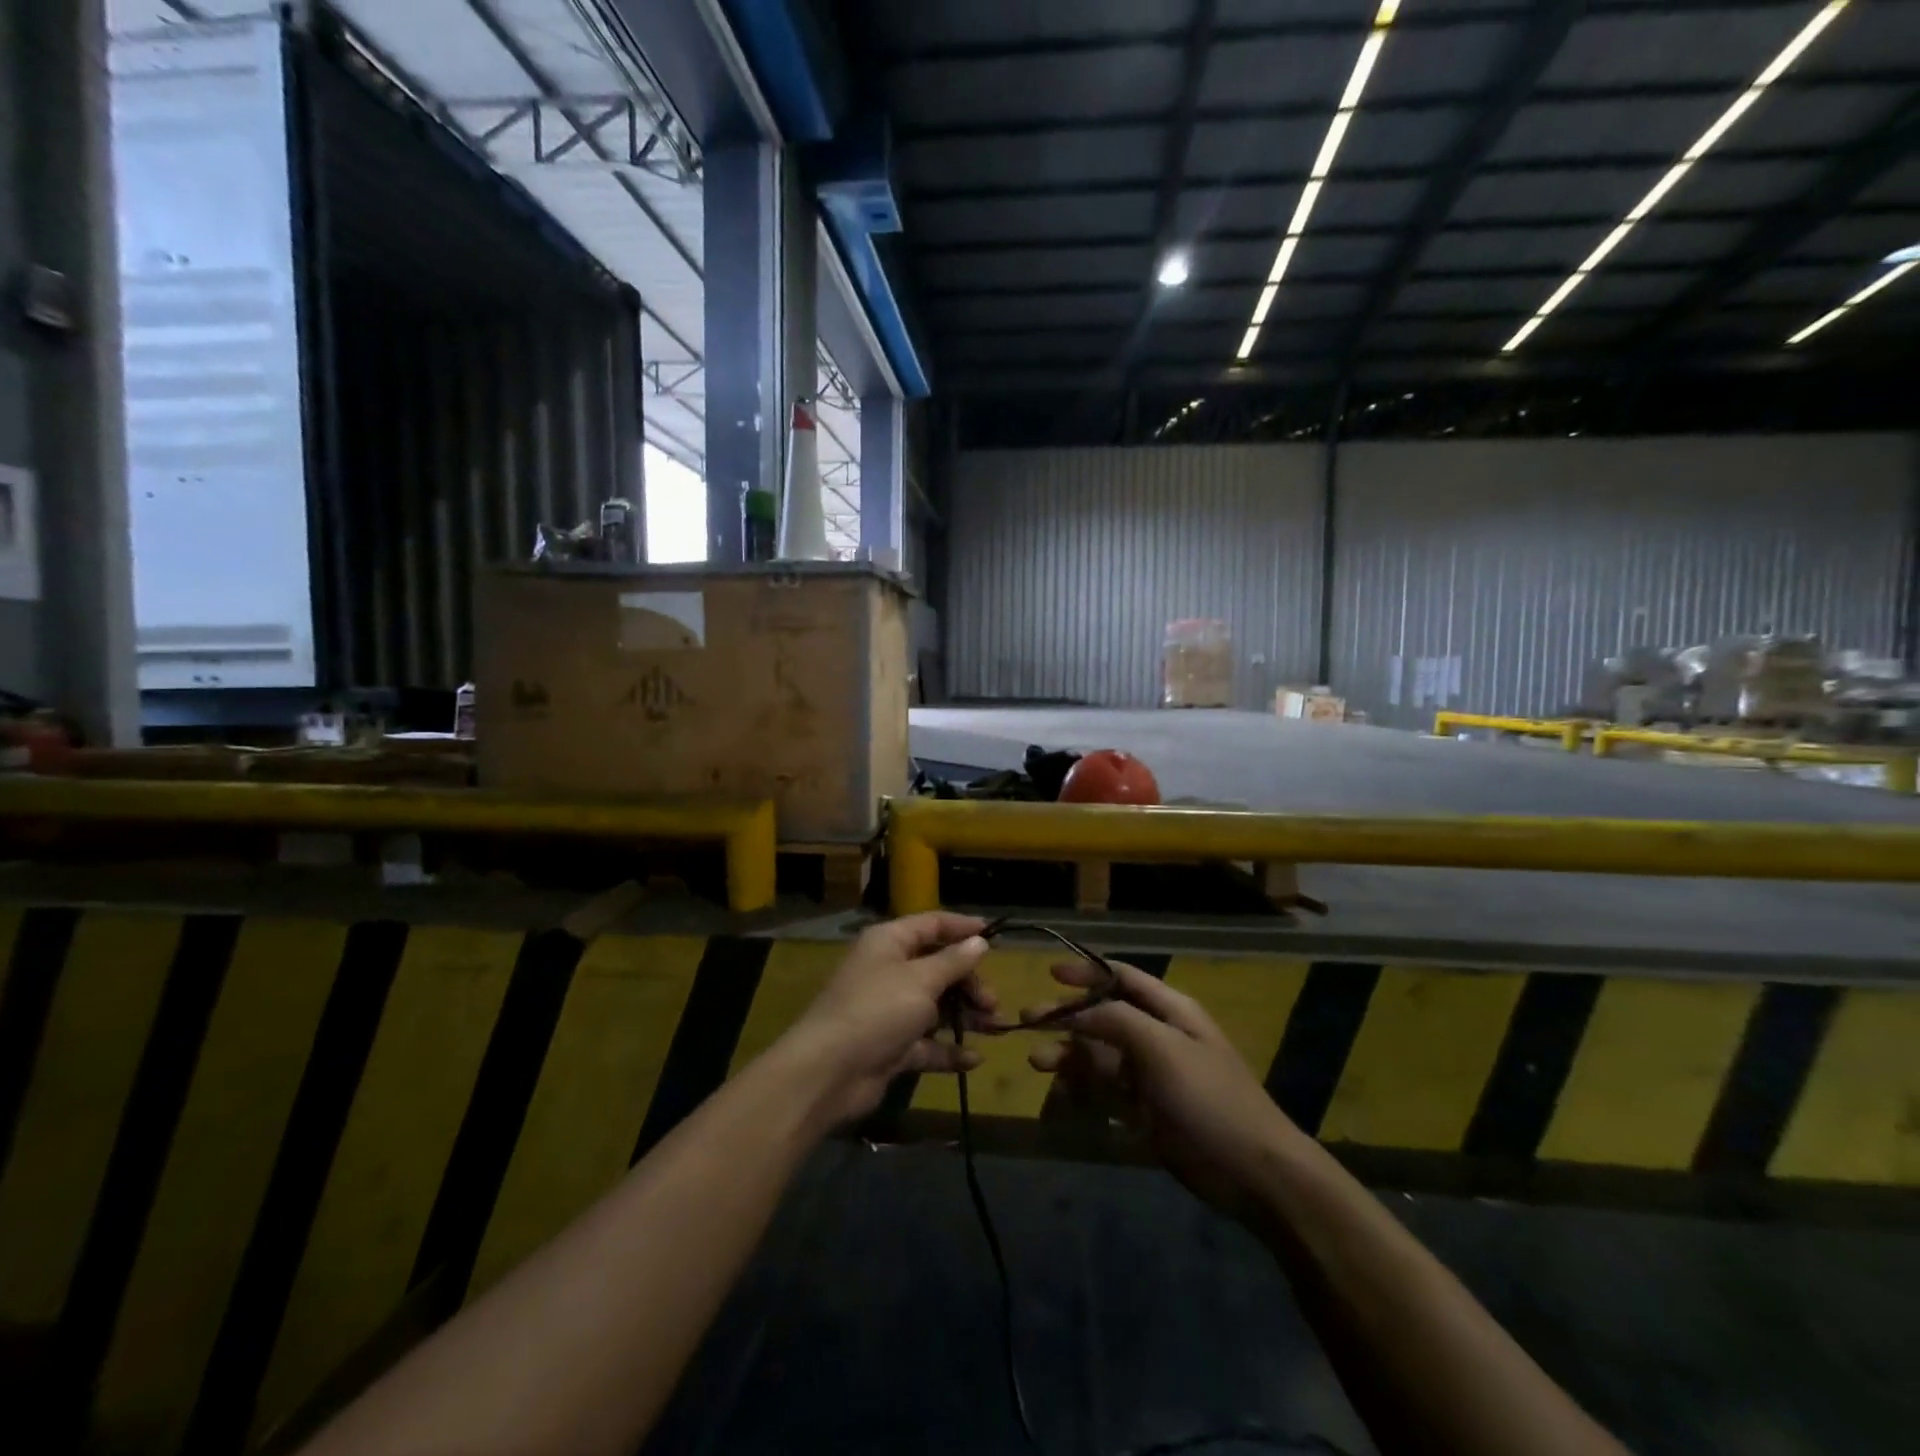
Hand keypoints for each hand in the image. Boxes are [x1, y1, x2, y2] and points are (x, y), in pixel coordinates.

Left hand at [779, 912, 996, 1126]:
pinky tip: (973, 1059)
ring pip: (936, 1007)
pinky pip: (927, 1043)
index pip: (931, 925)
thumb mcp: (921, 980)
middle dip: (968, 983)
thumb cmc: (877, 1010)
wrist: (828, 1072)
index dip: (962, 928)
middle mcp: (889, 971)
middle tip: (992, 1002)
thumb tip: (979, 942)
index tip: (994, 936)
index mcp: (889, 942)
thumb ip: (953, 961)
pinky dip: (949, 1050)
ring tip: (996, 1028)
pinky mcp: (891, 1047)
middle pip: (938, 967)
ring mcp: (889, 1010)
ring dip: (966, 1016)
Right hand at [1027, 961, 1302, 1217]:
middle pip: (1103, 1016)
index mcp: (1170, 1011)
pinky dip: (1082, 1089)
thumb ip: (1117, 1020)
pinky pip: (1105, 1091)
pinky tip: (1060, 1094)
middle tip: (1027, 1020)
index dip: (1087, 971)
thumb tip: (1077, 1010)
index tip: (1050, 973)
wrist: (1253, 1172)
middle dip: (1066, 1017)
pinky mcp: (1145, 1110)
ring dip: (1068, 1055)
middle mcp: (1157, 1036)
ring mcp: (1151, 1075)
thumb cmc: (1209, 1097)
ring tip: (1036, 1061)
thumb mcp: (1163, 1048)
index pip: (1122, 978)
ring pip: (1099, 1055)